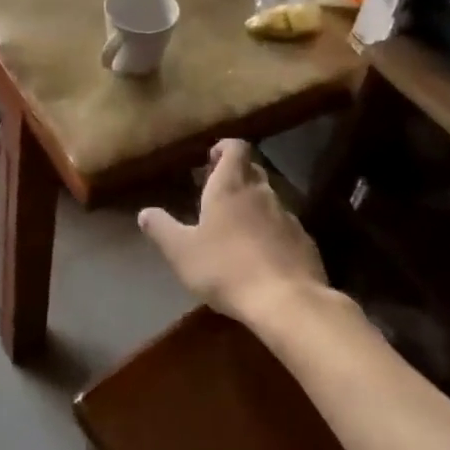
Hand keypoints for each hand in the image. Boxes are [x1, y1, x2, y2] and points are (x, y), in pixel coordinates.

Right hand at [138, 140, 325, 325]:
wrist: (287, 301)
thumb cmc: (226, 268)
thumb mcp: (181, 252)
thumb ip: (161, 228)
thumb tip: (145, 212)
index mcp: (230, 186)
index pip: (235, 148)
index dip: (224, 149)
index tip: (211, 161)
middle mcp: (261, 192)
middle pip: (252, 170)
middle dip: (236, 177)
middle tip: (217, 195)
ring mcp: (287, 216)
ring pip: (268, 199)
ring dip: (253, 206)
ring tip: (236, 230)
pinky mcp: (304, 241)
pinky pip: (284, 227)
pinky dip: (271, 232)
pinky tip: (261, 256)